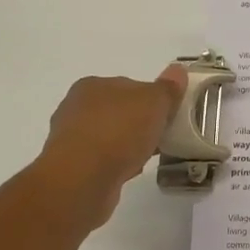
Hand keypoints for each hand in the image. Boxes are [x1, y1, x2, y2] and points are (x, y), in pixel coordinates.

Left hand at [33, 65, 186, 227]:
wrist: (82, 179)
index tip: (168, 115)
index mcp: (92, 84)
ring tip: (149, 156)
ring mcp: (71, 139)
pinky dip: (117, 164)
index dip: (150, 99)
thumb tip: (178, 70)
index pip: (128, 86)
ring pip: (110, 137)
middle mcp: (76, 107)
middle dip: (139, 123)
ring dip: (128, 145)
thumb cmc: (118, 131)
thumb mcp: (153, 102)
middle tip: (162, 136)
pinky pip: (102, 161)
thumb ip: (167, 88)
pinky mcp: (72, 167)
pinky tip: (131, 172)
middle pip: (118, 112)